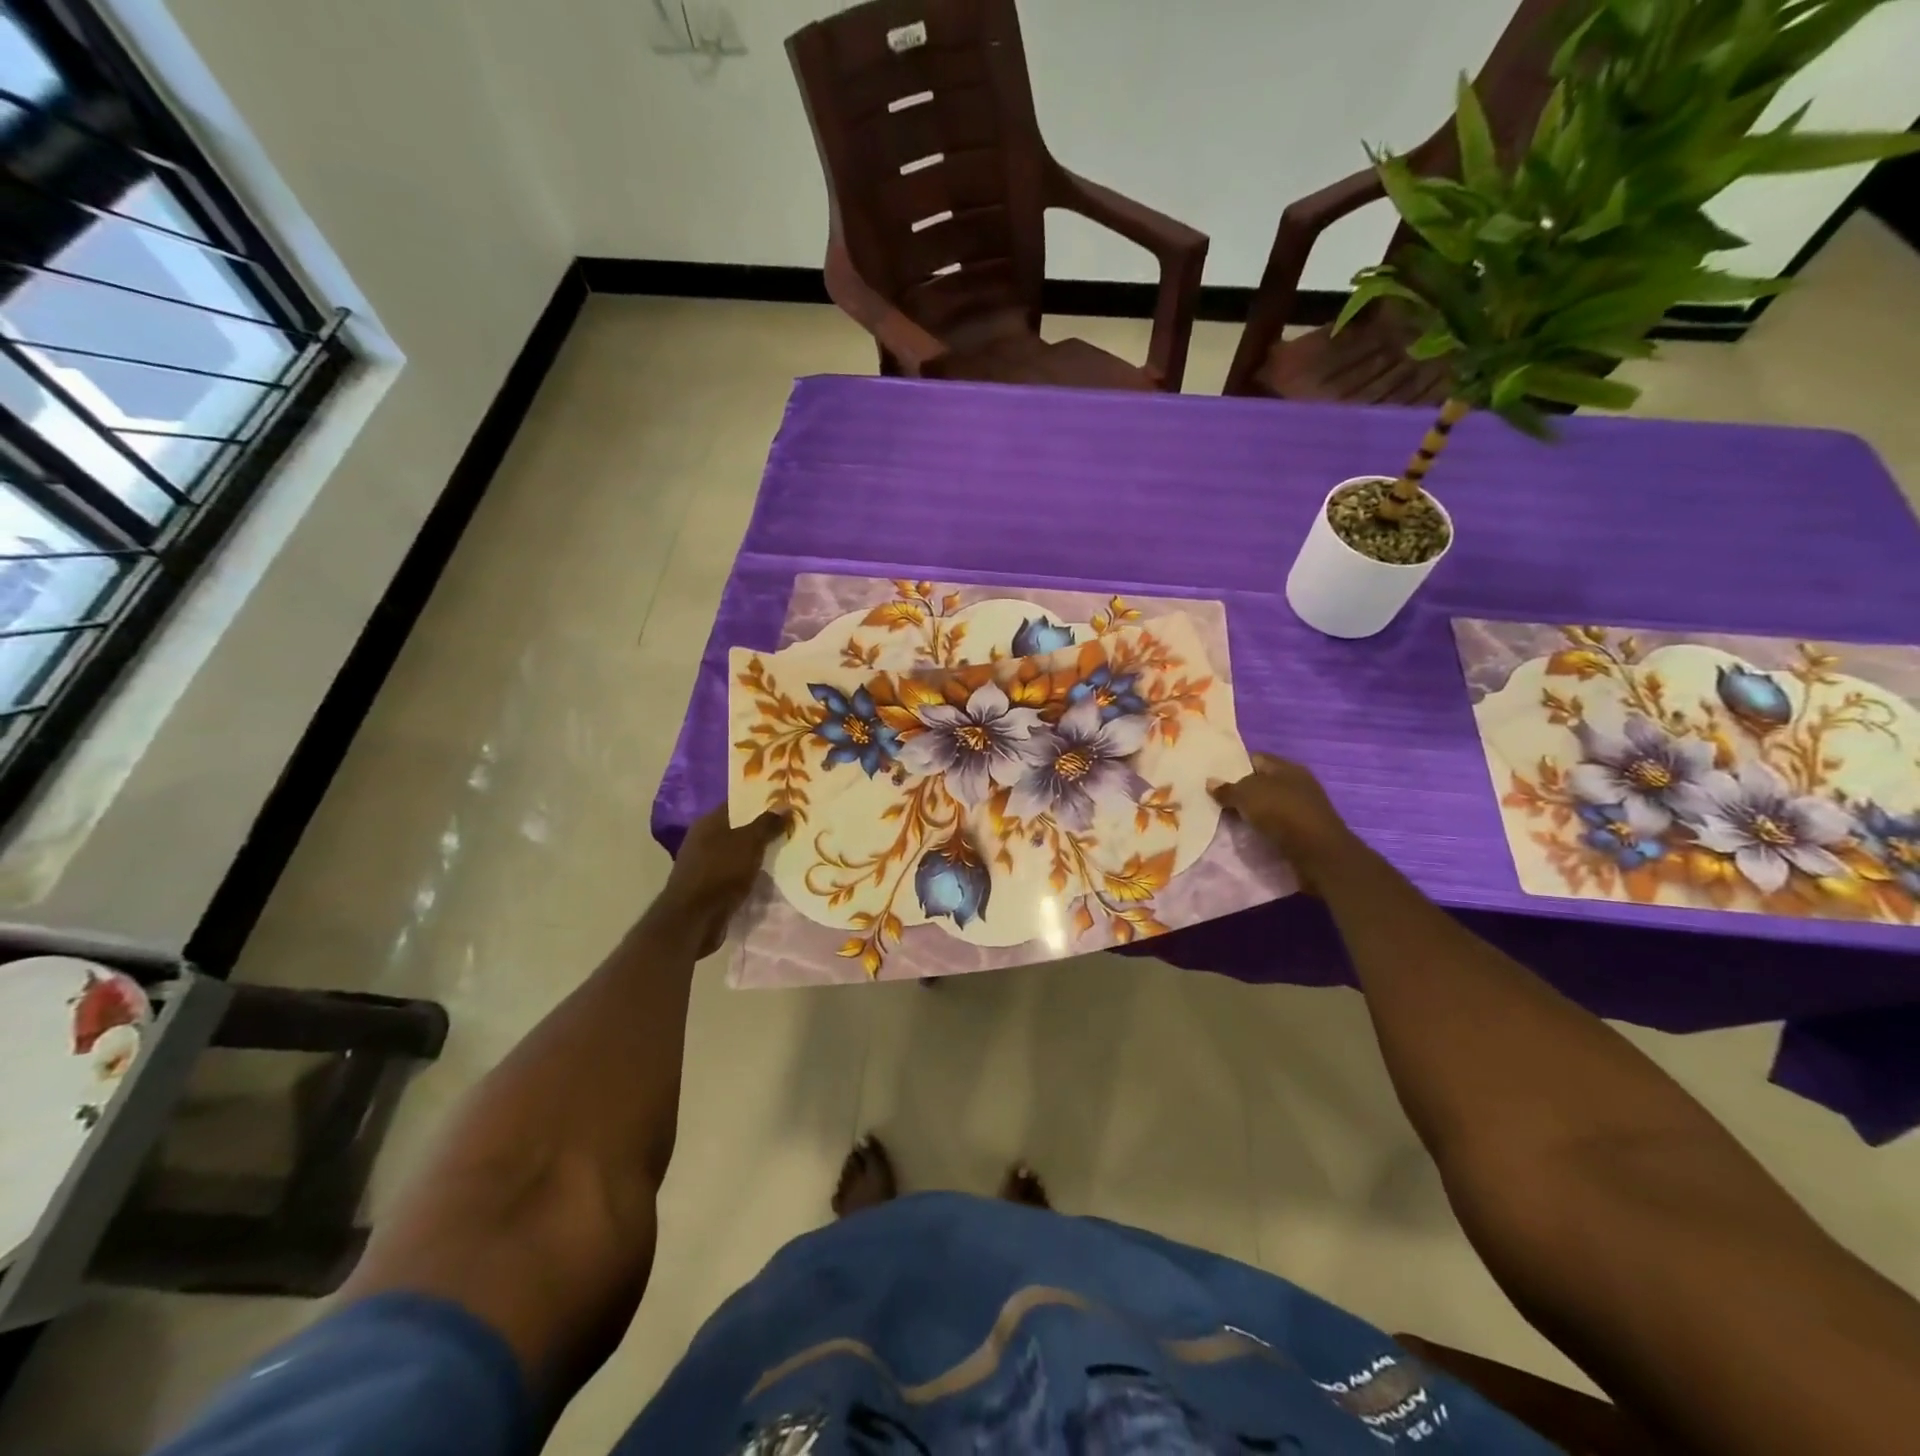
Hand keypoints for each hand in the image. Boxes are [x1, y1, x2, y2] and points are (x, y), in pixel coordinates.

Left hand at [653, 807, 785, 955]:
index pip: (737, 803)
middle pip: (738, 827)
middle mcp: (703, 839)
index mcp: (708, 822)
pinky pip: (735, 872)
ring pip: (738, 851)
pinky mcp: (709, 886)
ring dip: (758, 851)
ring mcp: (705, 864)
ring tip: (787, 848)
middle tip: (793, 824)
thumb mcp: (749, 843)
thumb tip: (784, 804)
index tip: (786, 799)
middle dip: (763, 827)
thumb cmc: (720, 872)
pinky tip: (771, 873)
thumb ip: (767, 824)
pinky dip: (751, 871)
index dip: (760, 800)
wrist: (694, 920)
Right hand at [1210, 753, 1355, 887]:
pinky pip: (1277, 821)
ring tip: (1228, 817)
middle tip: (1217, 799)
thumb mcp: (1246, 796)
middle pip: (1262, 781)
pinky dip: (1263, 825)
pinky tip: (1249, 831)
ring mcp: (1303, 805)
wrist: (1317, 850)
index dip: (1233, 765)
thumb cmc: (1281, 812)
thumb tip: (1210, 782)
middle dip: (1241, 789)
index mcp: (1285, 766)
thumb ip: (1227, 789)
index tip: (1214, 777)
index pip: (1254, 758)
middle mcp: (1297, 781)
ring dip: (1252, 810)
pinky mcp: (1305, 827)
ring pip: (1269, 803)